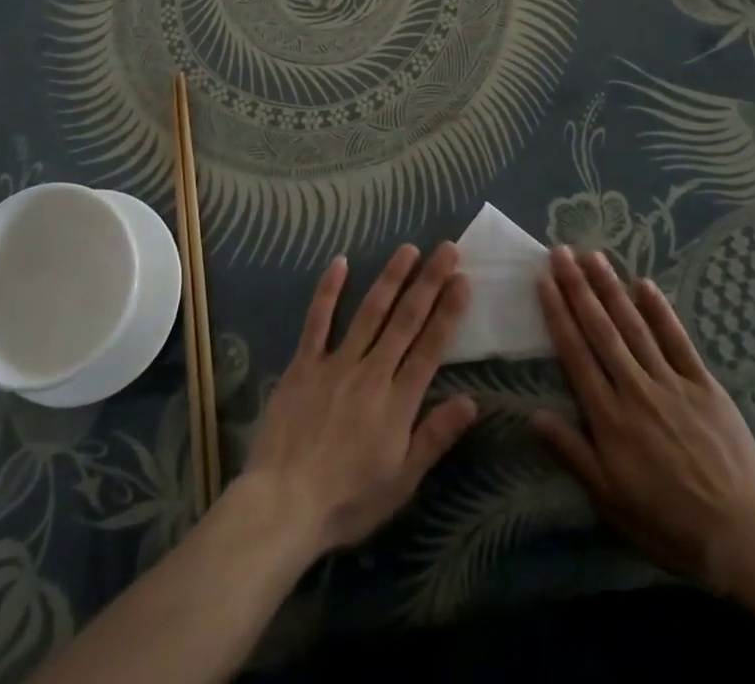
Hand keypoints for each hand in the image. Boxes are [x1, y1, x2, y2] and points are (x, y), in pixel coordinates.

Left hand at [241, 243, 477, 557]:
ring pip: (369, 312)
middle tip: (446, 249)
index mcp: (398, 402)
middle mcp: (372, 372)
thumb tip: (471, 401)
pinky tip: (340, 262)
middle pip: (405, 320)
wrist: (283, 504)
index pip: (430, 347)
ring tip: (409, 249)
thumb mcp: (401, 481)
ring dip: (391, 277)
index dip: (448, 311)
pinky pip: (318, 321)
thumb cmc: (347, 501)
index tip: (462, 279)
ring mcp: (336, 363)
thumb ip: (435, 437)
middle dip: (428, 282)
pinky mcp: (304, 364)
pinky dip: (328, 290)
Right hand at [532, 247, 754, 593]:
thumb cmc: (667, 522)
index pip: (576, 354)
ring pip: (635, 326)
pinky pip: (678, 341)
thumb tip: (533, 415)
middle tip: (561, 253)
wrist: (741, 537)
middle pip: (601, 329)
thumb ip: (572, 453)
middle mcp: (636, 389)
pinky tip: (645, 285)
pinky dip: (661, 311)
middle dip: (578, 288)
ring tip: (593, 257)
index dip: (558, 314)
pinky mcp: (704, 385)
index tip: (543, 281)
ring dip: (612, 288)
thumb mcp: (610, 499)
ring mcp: (671, 383)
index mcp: (609, 417)